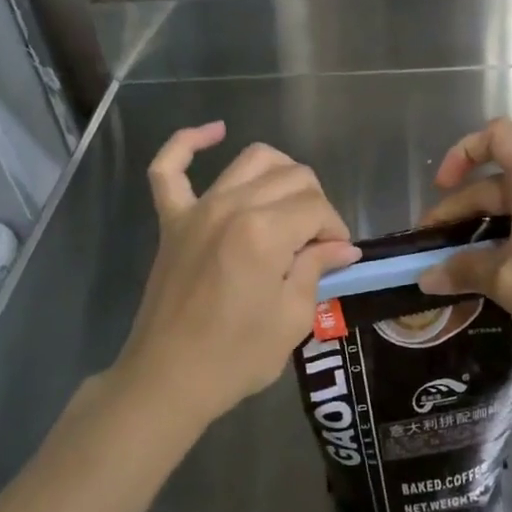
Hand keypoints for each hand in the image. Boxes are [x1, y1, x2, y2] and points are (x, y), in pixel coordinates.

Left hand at [114, 123, 359, 427]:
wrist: (168, 378)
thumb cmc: (236, 356)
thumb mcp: (292, 318)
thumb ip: (316, 269)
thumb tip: (342, 247)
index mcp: (265, 232)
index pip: (317, 207)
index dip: (336, 229)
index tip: (337, 257)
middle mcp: (232, 206)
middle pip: (292, 177)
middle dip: (316, 204)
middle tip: (316, 242)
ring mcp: (197, 208)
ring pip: (251, 160)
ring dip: (280, 173)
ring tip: (290, 204)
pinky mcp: (171, 219)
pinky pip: (169, 168)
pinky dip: (188, 143)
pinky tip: (215, 132)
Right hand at [418, 118, 511, 366]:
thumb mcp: (510, 283)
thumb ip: (463, 271)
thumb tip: (426, 277)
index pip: (497, 136)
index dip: (462, 153)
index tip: (441, 188)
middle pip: (497, 179)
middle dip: (459, 209)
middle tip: (431, 249)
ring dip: (479, 229)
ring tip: (453, 265)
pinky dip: (504, 238)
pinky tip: (490, 273)